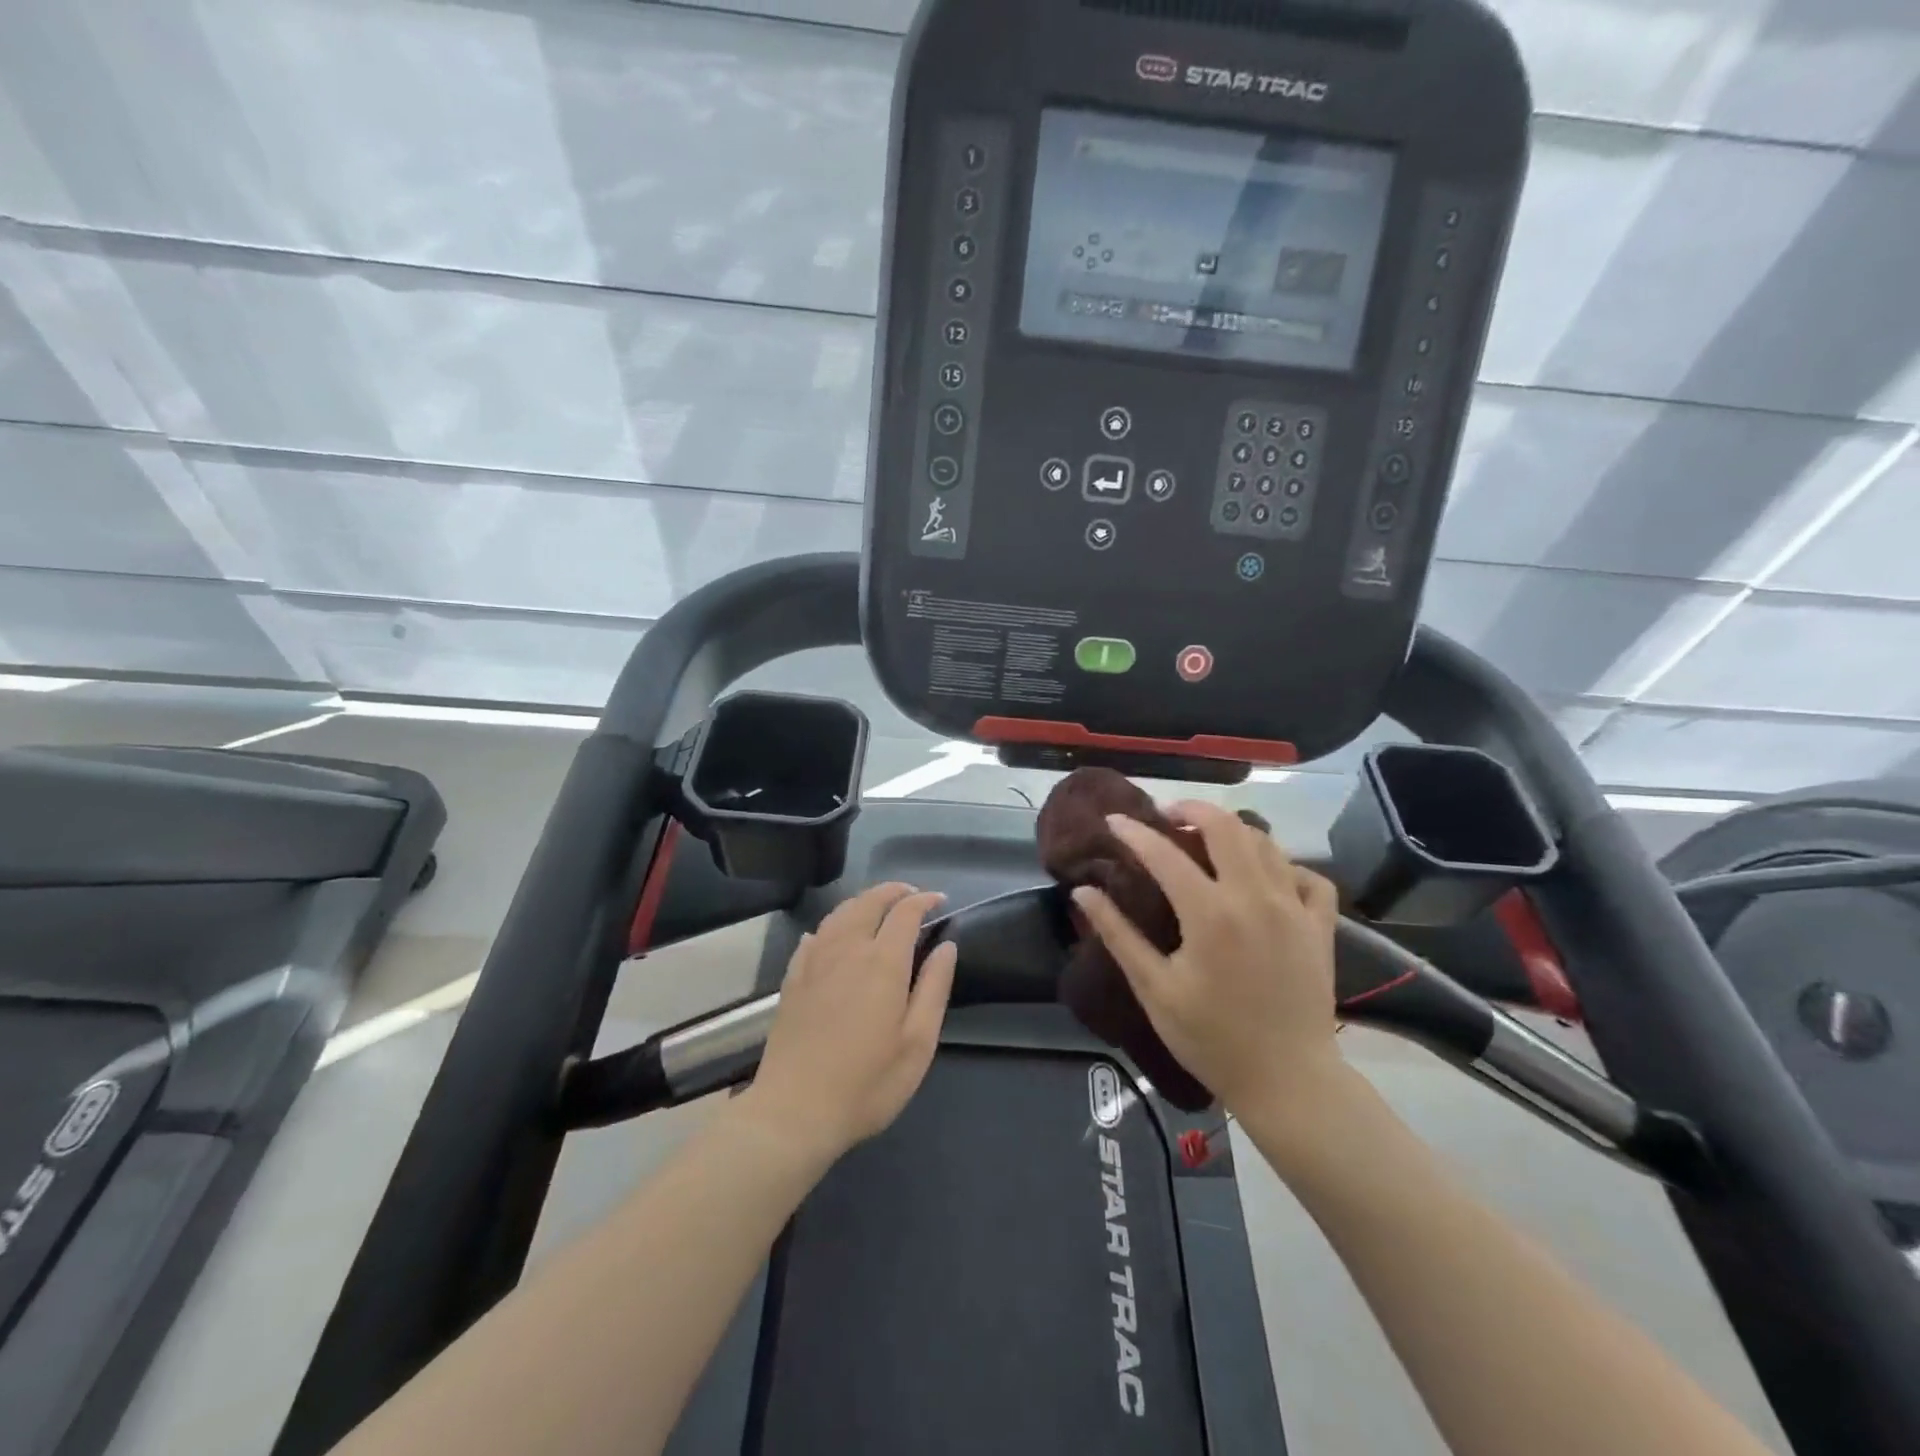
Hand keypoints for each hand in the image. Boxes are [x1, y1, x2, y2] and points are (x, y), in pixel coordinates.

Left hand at [740, 883, 956, 1164]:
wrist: (794, 1111)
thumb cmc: (867, 1083)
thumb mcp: (917, 1043)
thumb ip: (934, 988)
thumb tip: (946, 946)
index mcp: (882, 962)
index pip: (905, 912)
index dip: (925, 900)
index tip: (940, 901)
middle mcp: (847, 949)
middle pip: (869, 902)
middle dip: (893, 891)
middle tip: (912, 895)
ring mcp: (814, 961)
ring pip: (839, 913)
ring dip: (863, 902)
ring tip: (879, 908)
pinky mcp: (793, 979)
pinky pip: (814, 936)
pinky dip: (832, 925)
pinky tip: (834, 936)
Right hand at [1071, 801, 1341, 1113]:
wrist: (1288, 1081)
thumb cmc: (1212, 1038)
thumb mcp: (1154, 989)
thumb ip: (1118, 935)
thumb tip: (1083, 893)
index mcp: (1210, 914)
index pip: (1164, 853)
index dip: (1134, 832)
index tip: (1113, 820)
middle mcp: (1254, 897)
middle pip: (1225, 826)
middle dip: (1192, 810)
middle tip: (1167, 817)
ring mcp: (1294, 908)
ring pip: (1266, 843)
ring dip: (1233, 831)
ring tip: (1208, 840)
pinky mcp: (1320, 926)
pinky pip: (1309, 876)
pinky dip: (1287, 866)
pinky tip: (1268, 878)